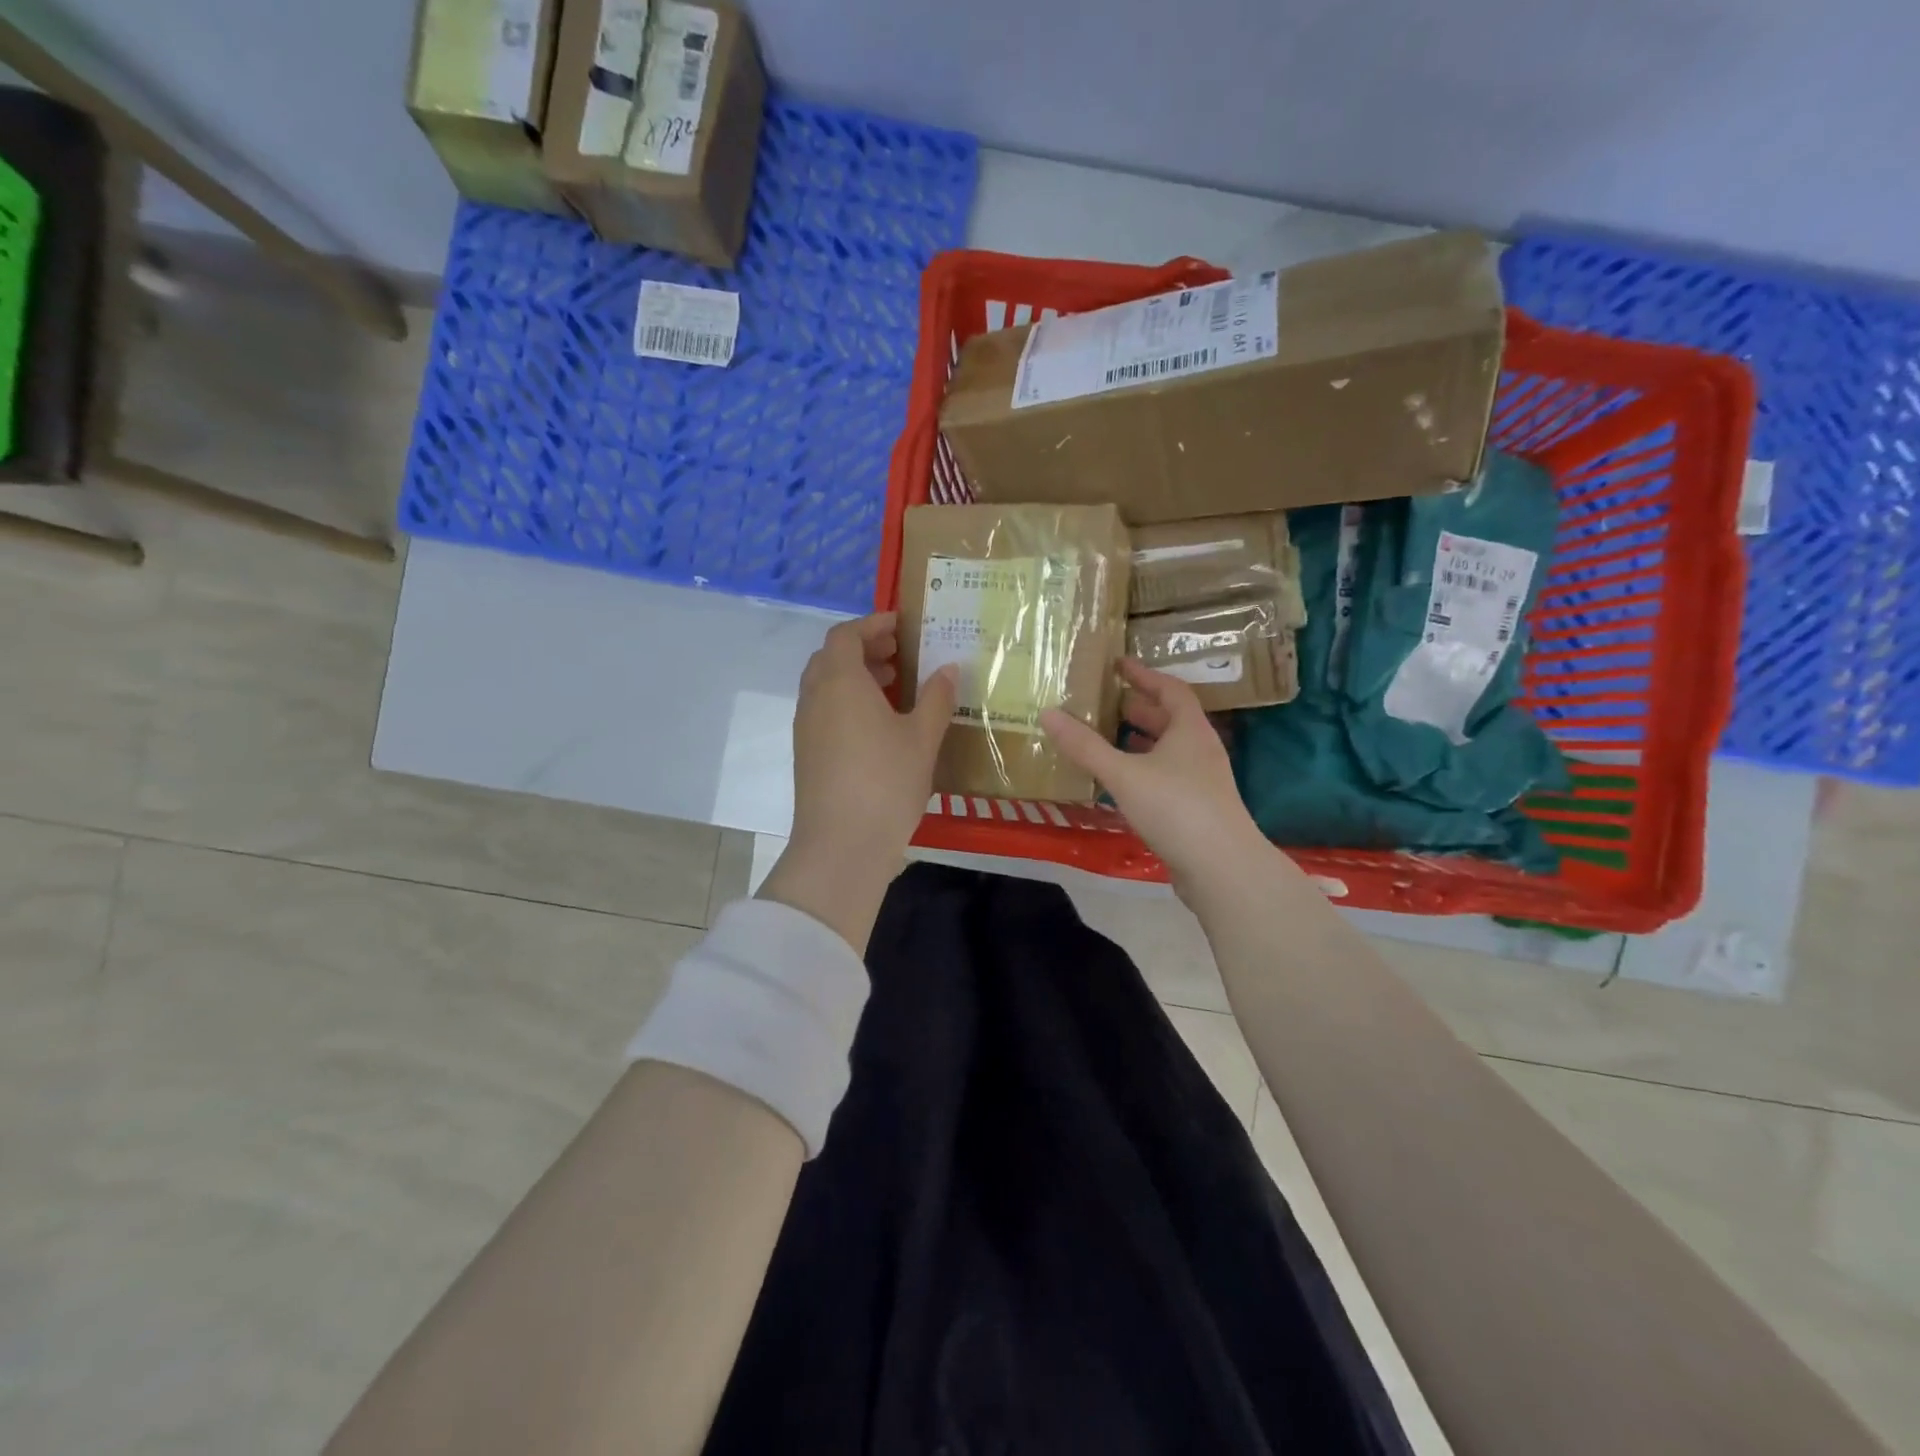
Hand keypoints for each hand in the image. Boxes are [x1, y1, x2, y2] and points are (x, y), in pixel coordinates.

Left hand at [760, 613, 956, 951]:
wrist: (841, 844)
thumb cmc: (886, 782)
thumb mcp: (921, 738)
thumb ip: (936, 698)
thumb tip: (948, 668)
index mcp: (841, 681)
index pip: (846, 635)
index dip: (872, 624)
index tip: (902, 627)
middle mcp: (815, 697)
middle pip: (831, 657)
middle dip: (864, 649)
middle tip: (900, 656)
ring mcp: (806, 727)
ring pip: (825, 685)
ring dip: (855, 676)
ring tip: (894, 688)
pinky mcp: (806, 754)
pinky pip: (824, 710)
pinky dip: (847, 702)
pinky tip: (878, 726)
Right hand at [1041, 659, 1274, 898]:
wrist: (1222, 868)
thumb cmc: (1175, 808)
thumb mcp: (1123, 773)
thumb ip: (1085, 746)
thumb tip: (1048, 713)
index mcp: (1190, 731)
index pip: (1170, 690)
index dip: (1144, 675)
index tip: (1119, 664)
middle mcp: (1200, 750)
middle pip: (1170, 720)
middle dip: (1139, 709)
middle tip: (1106, 703)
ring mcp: (1202, 782)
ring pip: (1168, 751)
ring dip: (1140, 742)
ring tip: (1107, 739)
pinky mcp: (1197, 810)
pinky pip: (1166, 778)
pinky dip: (1143, 771)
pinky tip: (1120, 784)